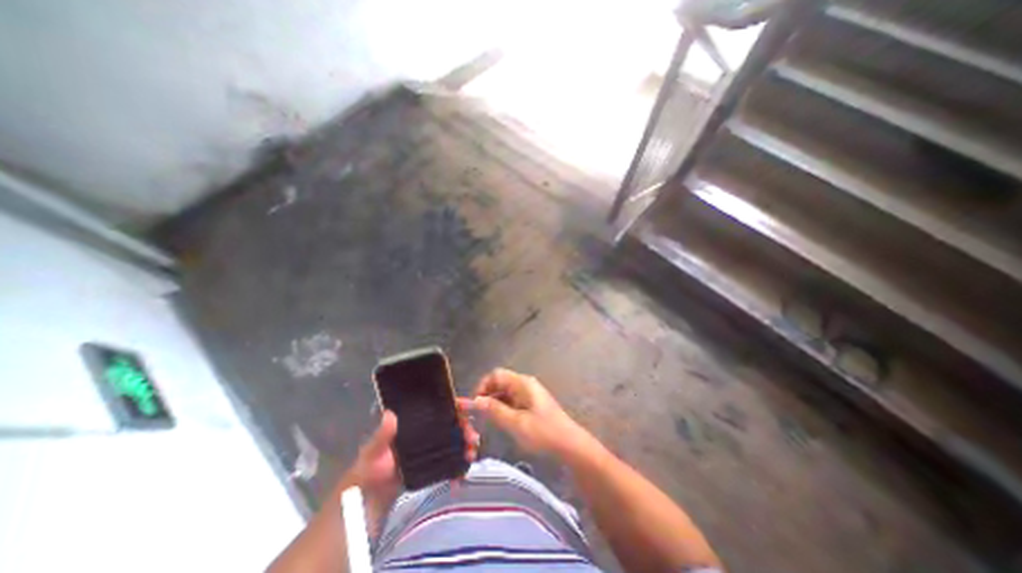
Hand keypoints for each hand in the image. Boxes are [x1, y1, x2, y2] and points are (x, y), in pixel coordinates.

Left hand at [337, 408, 475, 531]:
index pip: (437, 408)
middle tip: (473, 439)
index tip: (466, 408)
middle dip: (464, 428)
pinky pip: (448, 462)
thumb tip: (390, 414)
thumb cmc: (367, 471)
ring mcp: (429, 449)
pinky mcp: (431, 466)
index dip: (453, 405)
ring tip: (471, 454)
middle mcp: (424, 432)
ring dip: (464, 446)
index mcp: (413, 423)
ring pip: (452, 441)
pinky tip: (462, 473)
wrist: (364, 503)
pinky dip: (457, 466)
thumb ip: (381, 436)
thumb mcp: (371, 452)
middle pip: (450, 424)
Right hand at [460, 370, 587, 458]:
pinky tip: (502, 422)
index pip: (496, 375)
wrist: (569, 444)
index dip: (483, 386)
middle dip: (487, 395)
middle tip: (479, 415)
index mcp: (522, 383)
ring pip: (506, 392)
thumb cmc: (543, 432)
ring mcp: (529, 394)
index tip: (475, 404)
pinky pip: (513, 400)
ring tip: (489, 420)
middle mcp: (525, 384)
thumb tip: (476, 401)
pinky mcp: (532, 404)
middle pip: (500, 382)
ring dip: (495, 402)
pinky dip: (504, 407)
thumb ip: (495, 410)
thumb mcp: (516, 423)